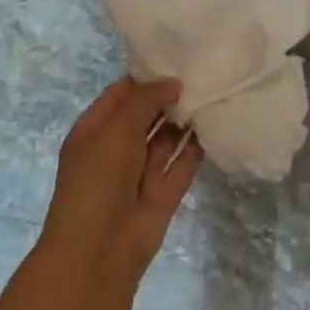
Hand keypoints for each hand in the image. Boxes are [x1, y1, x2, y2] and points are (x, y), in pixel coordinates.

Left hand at [40, 78, 199, 282]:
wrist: (98, 251)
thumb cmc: (98, 179)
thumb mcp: (116, 129)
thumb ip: (145, 100)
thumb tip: (173, 84)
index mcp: (94, 131)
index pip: (121, 94)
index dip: (146, 77)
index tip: (178, 59)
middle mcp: (116, 149)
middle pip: (146, 115)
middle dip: (169, 97)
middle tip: (203, 73)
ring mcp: (140, 173)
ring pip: (166, 139)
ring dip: (184, 120)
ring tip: (212, 93)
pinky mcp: (163, 194)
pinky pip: (182, 164)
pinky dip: (196, 148)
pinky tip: (215, 125)